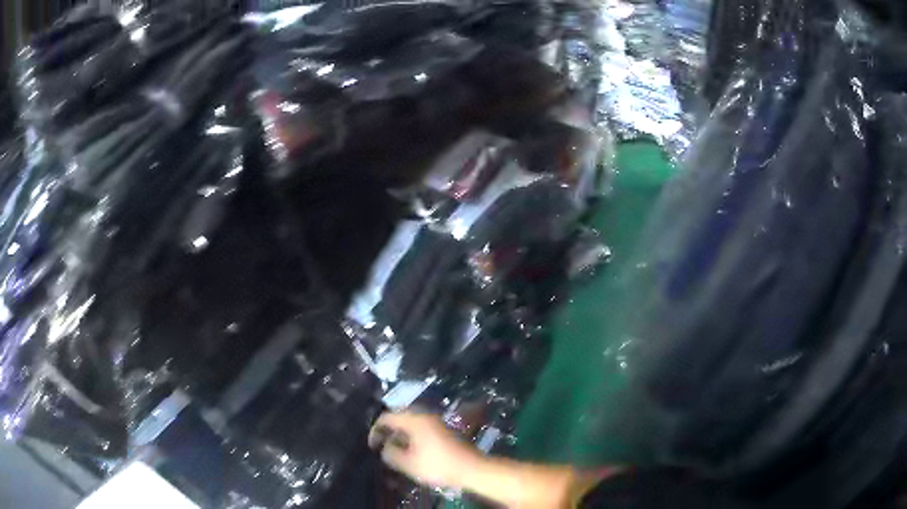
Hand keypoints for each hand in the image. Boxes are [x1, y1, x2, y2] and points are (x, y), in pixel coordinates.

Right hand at [369, 411, 480, 488]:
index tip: (372, 446)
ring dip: (400, 434)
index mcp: (414, 419)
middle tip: (381, 446)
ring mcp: (436, 421)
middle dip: (388, 431)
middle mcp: (424, 415)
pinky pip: (421, 428)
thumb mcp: (408, 463)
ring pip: (411, 423)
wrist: (471, 468)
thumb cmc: (437, 465)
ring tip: (395, 450)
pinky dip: (412, 436)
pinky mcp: (443, 429)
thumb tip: (385, 447)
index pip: (386, 417)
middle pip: (399, 418)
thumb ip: (391, 453)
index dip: (375, 430)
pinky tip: (411, 451)